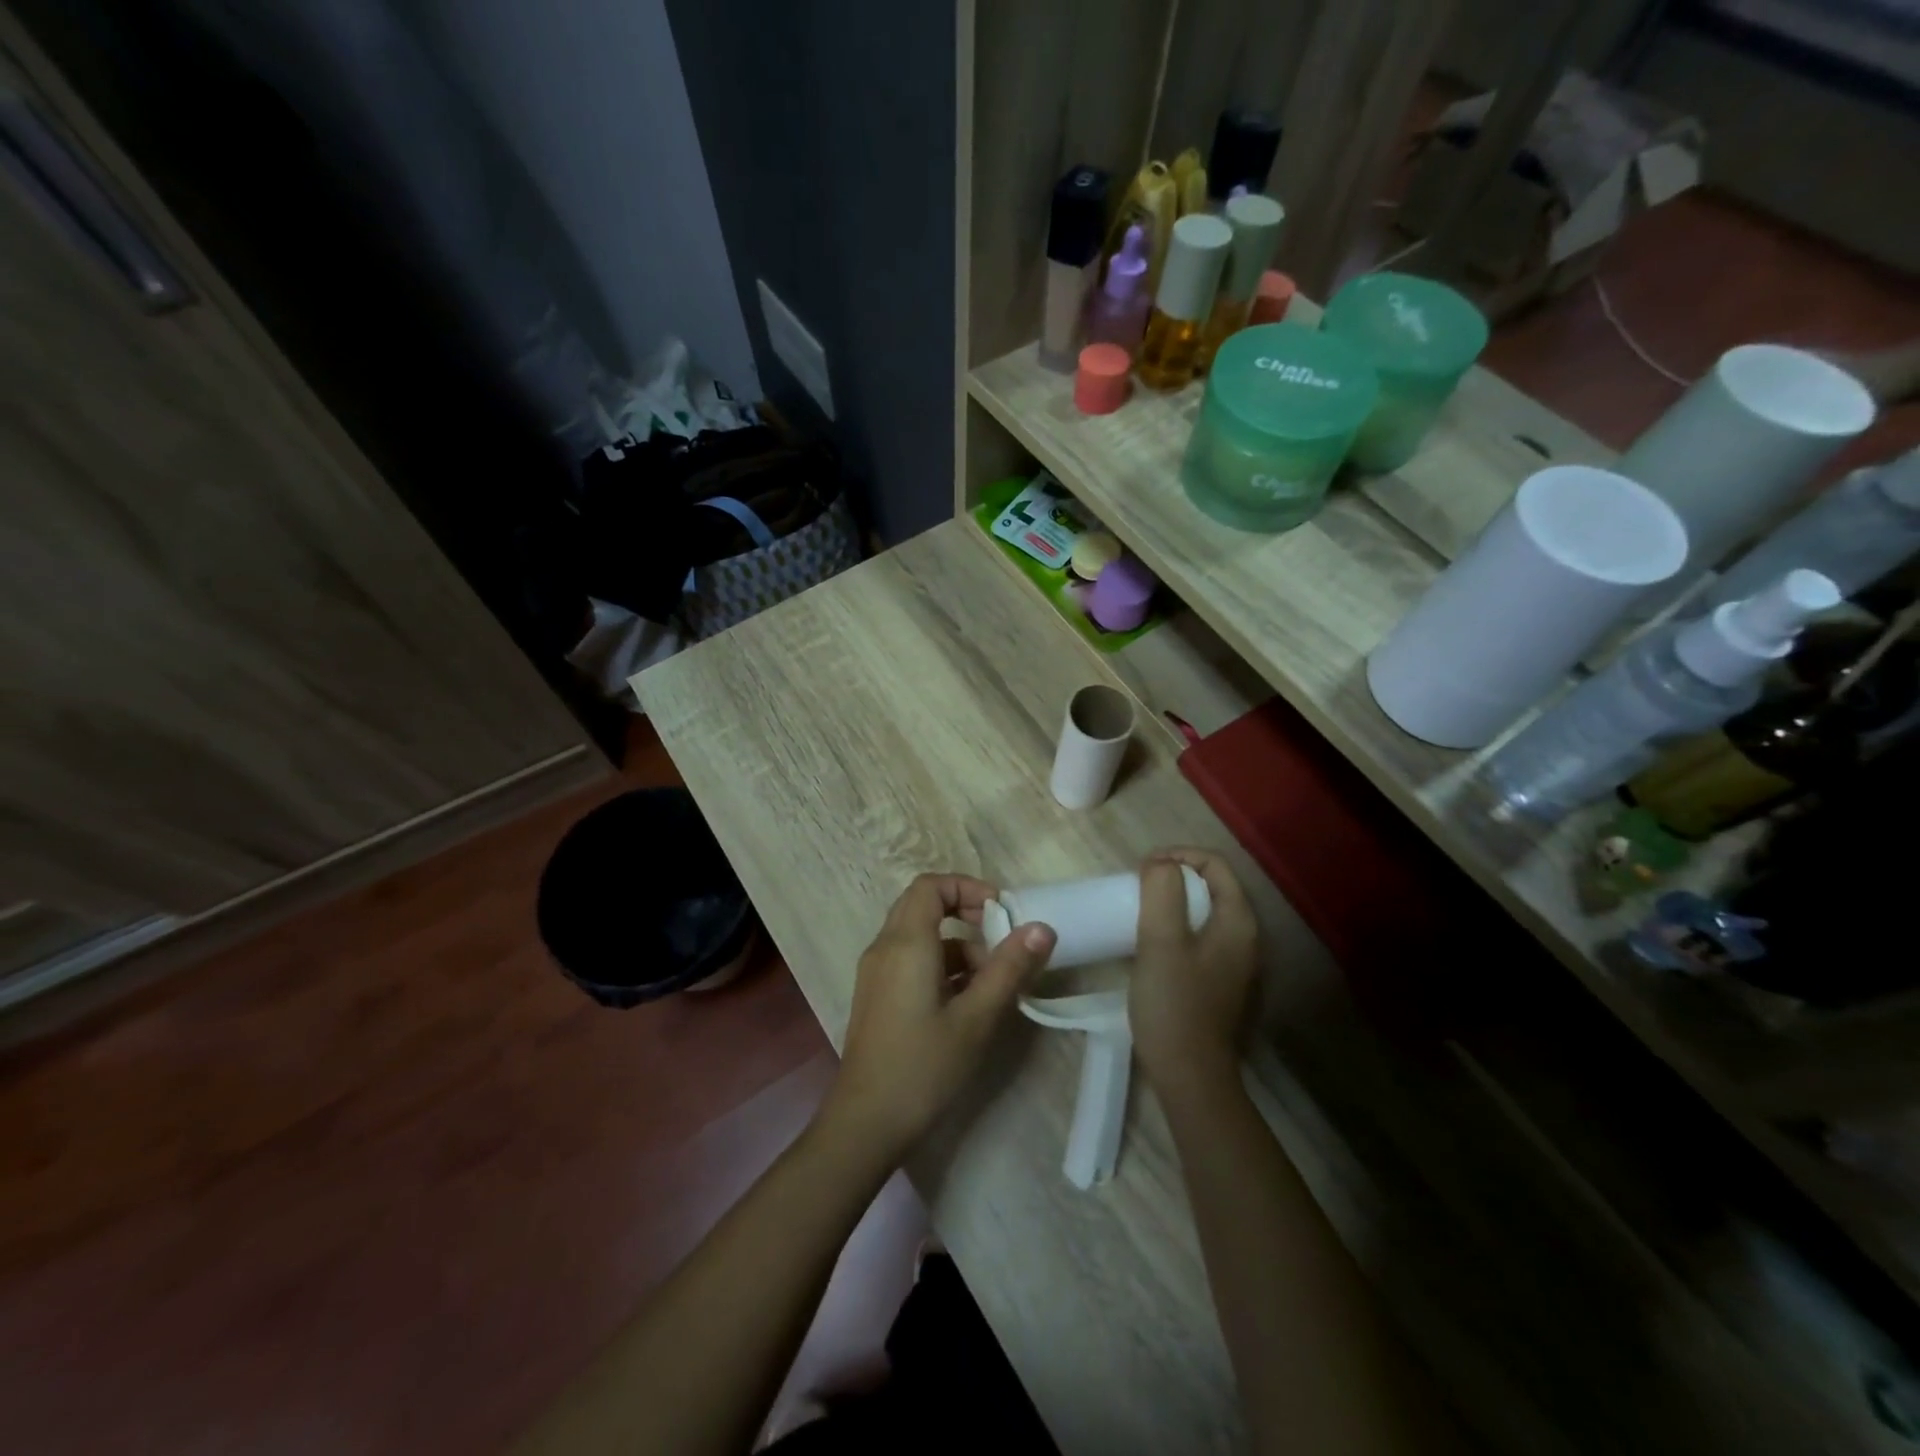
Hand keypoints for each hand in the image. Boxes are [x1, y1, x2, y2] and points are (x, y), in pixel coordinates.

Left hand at [821, 873, 1056, 1163]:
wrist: (866, 1122)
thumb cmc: (924, 1066)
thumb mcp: (976, 1018)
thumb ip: (1009, 969)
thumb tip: (1042, 928)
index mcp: (906, 943)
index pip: (931, 885)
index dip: (967, 887)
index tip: (1000, 912)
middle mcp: (884, 947)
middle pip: (922, 904)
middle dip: (964, 912)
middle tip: (999, 939)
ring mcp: (876, 972)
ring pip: (918, 935)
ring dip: (957, 945)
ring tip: (991, 983)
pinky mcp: (877, 995)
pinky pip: (910, 960)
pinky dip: (940, 965)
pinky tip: (966, 1002)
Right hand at [1130, 849, 1258, 1092]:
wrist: (1190, 1076)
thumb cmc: (1175, 1004)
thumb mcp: (1161, 941)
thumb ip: (1162, 892)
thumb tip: (1160, 864)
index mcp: (1238, 921)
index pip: (1215, 864)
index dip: (1178, 856)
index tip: (1142, 869)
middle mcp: (1246, 937)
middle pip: (1212, 886)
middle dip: (1174, 877)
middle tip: (1137, 887)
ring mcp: (1235, 962)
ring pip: (1205, 913)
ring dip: (1173, 902)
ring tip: (1139, 910)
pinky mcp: (1220, 982)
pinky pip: (1200, 937)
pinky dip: (1177, 927)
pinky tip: (1152, 944)